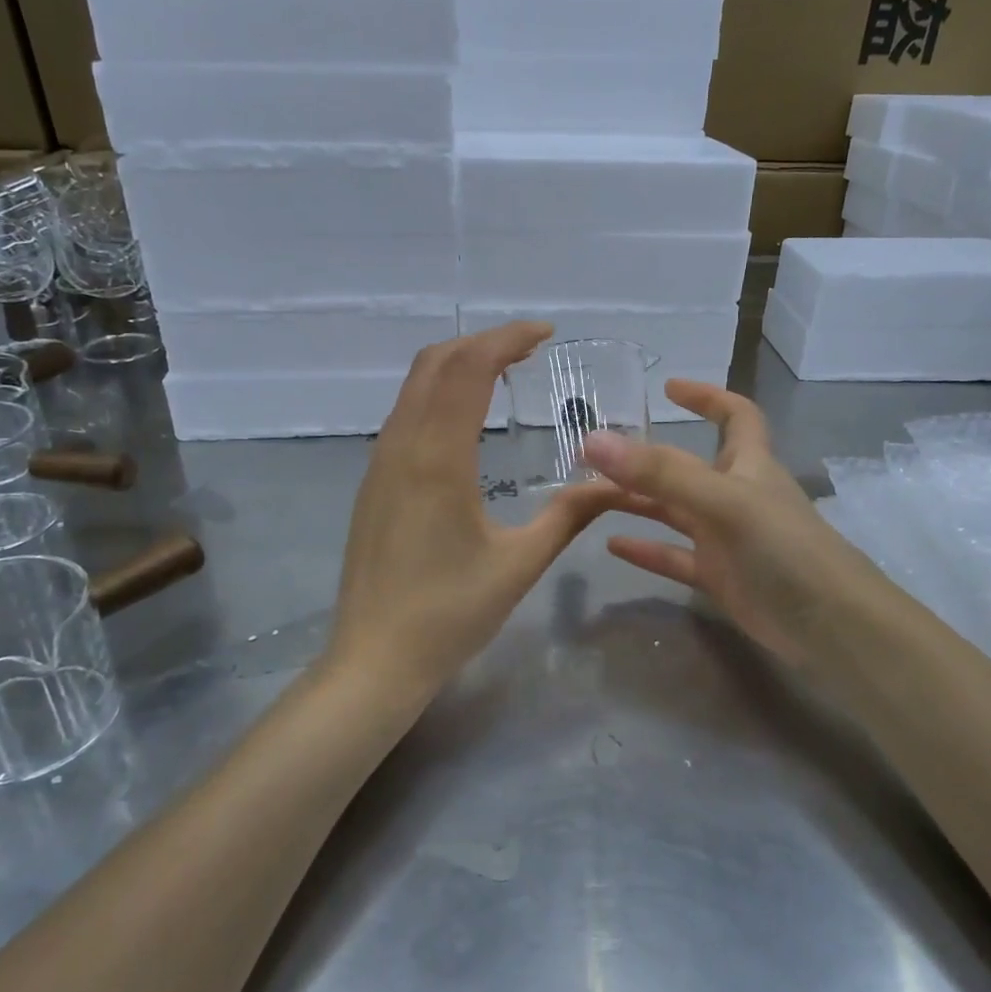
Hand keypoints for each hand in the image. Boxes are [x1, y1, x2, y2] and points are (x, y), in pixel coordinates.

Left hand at [323, 322, 617, 704]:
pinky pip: (404, 414)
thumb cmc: (449, 615)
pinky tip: (466, 418)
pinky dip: (437, 394)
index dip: (506, 339)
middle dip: (481, 342)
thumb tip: (617, 484)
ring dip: (456, 366)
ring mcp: (380, 463)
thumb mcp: (519, 564)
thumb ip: (569, 516)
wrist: (373, 659)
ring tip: (503, 373)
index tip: (545, 332)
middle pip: (434, 364)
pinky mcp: (373, 482)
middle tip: (529, 348)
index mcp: (437, 459)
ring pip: (413, 387)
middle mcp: (401, 447)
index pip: (468, 370)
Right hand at [583, 380, 894, 670]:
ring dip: (636, 502)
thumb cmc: (784, 548)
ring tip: (587, 497)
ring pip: (673, 511)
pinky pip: (674, 556)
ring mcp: (726, 537)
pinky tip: (611, 547)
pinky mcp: (719, 576)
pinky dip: (645, 550)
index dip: (707, 397)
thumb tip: (594, 440)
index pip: (735, 416)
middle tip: (593, 456)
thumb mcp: (723, 501)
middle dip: (644, 459)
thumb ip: (661, 473)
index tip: (668, 388)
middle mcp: (735, 494)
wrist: (828, 625)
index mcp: (749, 464)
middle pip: (685, 466)